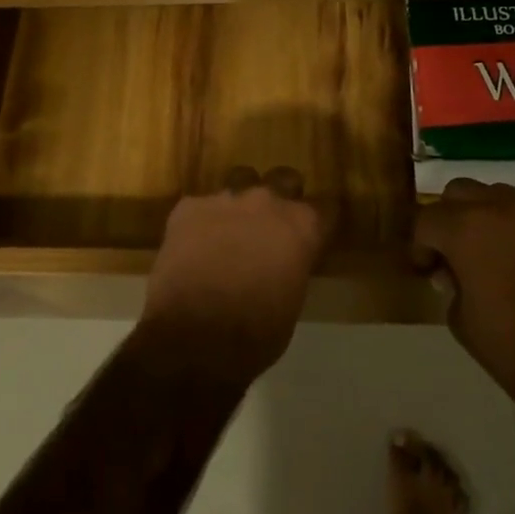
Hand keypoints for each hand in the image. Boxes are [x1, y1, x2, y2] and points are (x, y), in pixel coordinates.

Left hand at [137, 166, 331, 387]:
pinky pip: (201, 205)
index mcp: (301, 226)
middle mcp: (267, 201)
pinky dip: (202, 221)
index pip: (325, 208)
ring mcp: (225, 198)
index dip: (318, 222)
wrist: (194, 335)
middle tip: (272, 225)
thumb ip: (291, 266)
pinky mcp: (189, 206)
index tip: (313, 235)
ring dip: (242, 201)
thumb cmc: (255, 333)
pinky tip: (194, 245)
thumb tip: (282, 263)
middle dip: (282, 196)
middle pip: (284, 179)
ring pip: (240, 180)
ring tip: (231, 229)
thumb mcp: (291, 302)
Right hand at [412, 179, 514, 423]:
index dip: (422, 245)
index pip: (428, 219)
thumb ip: (451, 284)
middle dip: (453, 217)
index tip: (430, 268)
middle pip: (462, 192)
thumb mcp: (462, 322)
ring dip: (495, 218)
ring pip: (507, 197)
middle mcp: (505, 208)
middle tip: (459, 251)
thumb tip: (452, 270)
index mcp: (467, 229)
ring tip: (503, 254)